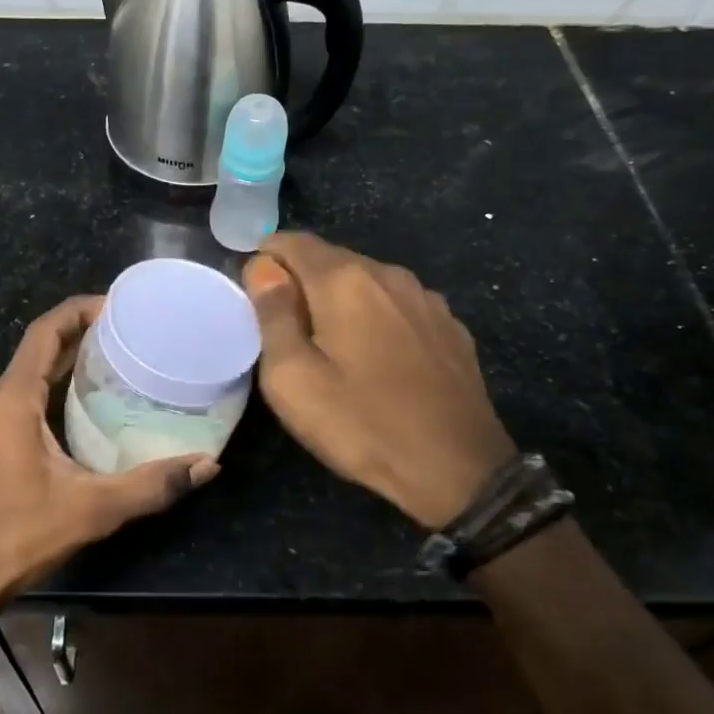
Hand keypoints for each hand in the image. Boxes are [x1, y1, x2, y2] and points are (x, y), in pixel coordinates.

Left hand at [0, 295, 219, 613]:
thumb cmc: (21, 534)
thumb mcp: (93, 509)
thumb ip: (152, 485)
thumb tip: (207, 465)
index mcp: (14, 399)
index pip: (44, 332)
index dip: (79, 310)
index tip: (119, 305)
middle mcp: (0, 399)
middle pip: (40, 345)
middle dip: (82, 329)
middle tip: (131, 328)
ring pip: (35, 368)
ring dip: (72, 354)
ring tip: (120, 353)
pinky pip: (31, 391)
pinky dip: (61, 380)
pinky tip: (94, 397)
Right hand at [243, 233, 517, 530]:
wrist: (459, 470)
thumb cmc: (362, 424)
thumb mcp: (293, 379)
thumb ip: (272, 315)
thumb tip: (262, 269)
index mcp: (344, 280)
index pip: (293, 242)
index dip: (267, 258)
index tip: (254, 291)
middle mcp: (388, 274)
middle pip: (331, 259)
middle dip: (302, 281)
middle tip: (285, 327)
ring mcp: (426, 299)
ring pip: (368, 282)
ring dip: (341, 299)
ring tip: (330, 343)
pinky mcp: (450, 326)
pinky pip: (398, 305)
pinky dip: (377, 316)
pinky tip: (377, 356)